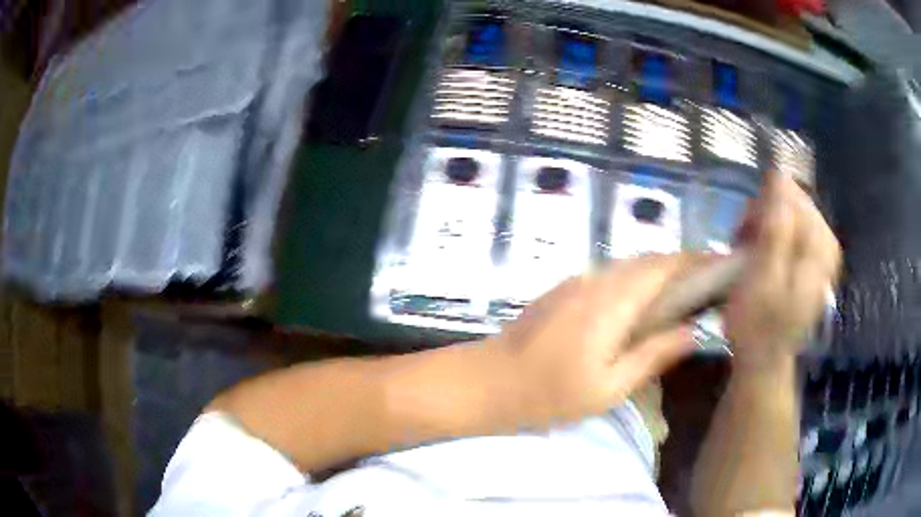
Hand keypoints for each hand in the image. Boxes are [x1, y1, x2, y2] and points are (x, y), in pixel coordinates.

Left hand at [485, 254, 703, 428]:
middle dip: (683, 266)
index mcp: (613, 301)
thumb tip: (693, 331)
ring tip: (686, 294)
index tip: (723, 266)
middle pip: (649, 261)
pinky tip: (645, 304)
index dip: (697, 261)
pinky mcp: (565, 290)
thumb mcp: (609, 387)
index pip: (664, 266)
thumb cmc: (548, 395)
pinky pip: (611, 276)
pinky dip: (637, 282)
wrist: (487, 382)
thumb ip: (653, 354)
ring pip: (630, 267)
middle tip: (710, 284)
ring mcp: (577, 281)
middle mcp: (597, 279)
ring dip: (660, 273)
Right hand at [724, 172, 840, 366]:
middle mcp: (825, 246)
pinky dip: (773, 233)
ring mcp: (820, 255)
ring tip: (748, 244)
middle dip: (766, 212)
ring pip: (793, 215)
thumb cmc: (758, 324)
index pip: (796, 197)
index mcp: (818, 248)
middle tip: (743, 237)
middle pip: (796, 203)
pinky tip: (761, 247)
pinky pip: (793, 230)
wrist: (764, 361)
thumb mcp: (763, 276)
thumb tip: (780, 176)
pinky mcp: (811, 263)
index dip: (768, 202)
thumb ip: (776, 226)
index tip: (745, 224)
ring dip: (767, 223)